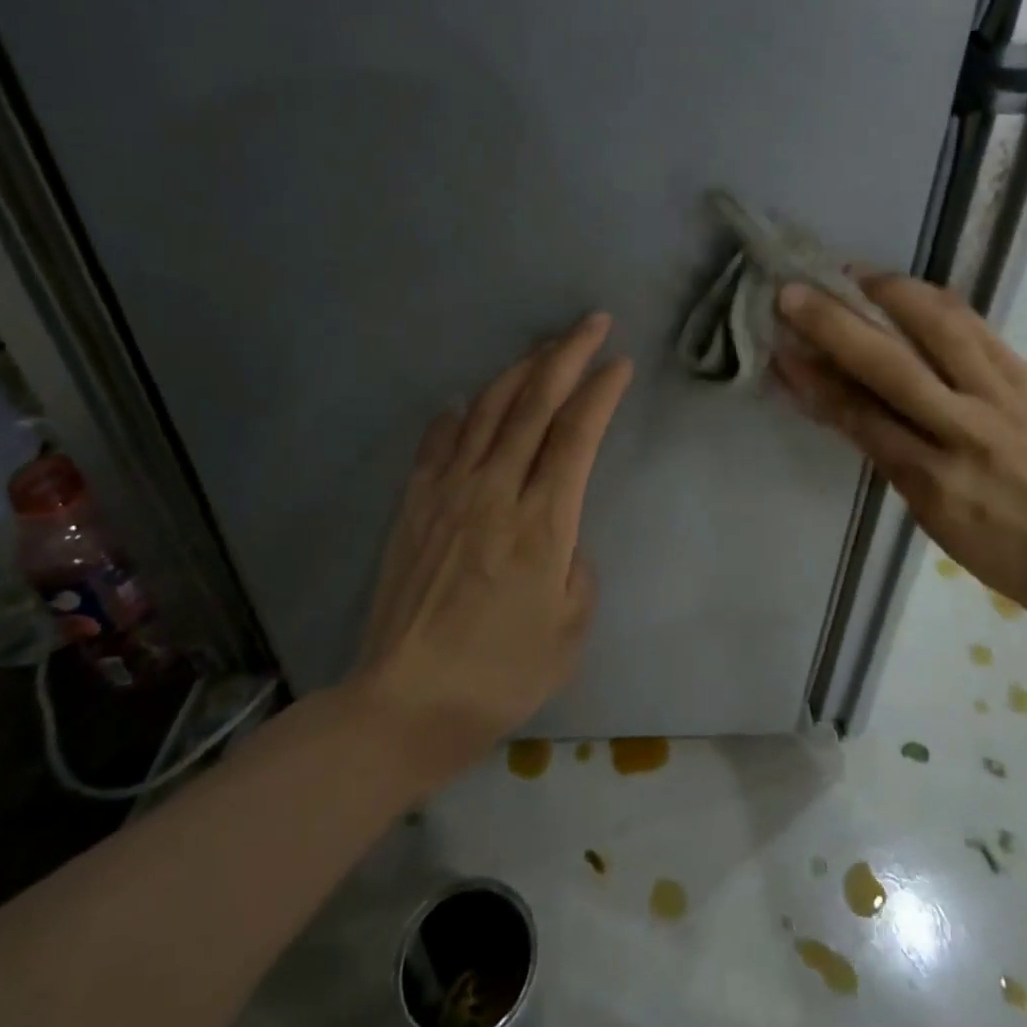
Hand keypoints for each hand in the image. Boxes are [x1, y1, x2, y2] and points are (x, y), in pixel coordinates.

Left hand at [352, 313, 632, 769]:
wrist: (406, 703)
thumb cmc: (501, 674)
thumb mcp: (570, 629)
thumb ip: (576, 567)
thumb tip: (560, 534)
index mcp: (543, 522)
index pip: (577, 435)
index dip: (600, 391)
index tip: (619, 362)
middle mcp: (496, 491)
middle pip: (535, 404)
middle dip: (567, 355)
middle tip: (591, 323)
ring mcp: (449, 493)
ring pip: (488, 411)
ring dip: (519, 371)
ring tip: (543, 348)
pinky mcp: (414, 505)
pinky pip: (437, 443)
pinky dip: (458, 414)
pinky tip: (468, 402)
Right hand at [773, 274, 1026, 618]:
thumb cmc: (994, 548)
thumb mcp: (925, 512)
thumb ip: (879, 449)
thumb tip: (832, 397)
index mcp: (933, 477)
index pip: (859, 414)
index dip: (813, 377)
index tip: (778, 346)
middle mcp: (967, 429)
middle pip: (891, 364)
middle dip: (836, 323)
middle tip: (793, 293)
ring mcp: (1003, 397)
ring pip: (942, 328)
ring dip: (890, 292)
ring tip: (852, 273)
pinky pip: (978, 327)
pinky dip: (937, 300)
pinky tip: (908, 288)